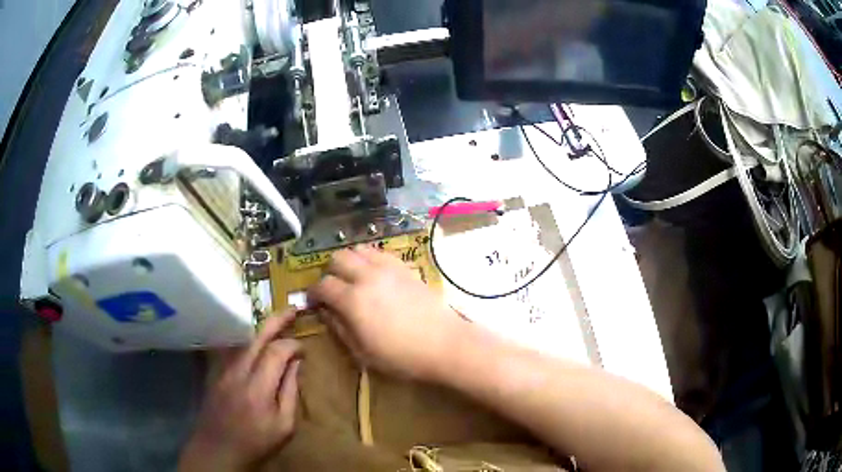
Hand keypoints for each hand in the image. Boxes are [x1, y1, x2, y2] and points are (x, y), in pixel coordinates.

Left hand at [179, 311, 301, 471]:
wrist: (218, 449)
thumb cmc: (256, 442)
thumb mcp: (284, 426)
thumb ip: (290, 393)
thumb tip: (296, 365)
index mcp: (258, 388)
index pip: (276, 352)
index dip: (293, 345)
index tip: (304, 349)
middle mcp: (238, 372)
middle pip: (257, 337)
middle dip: (276, 321)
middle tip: (293, 310)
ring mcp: (224, 370)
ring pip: (244, 341)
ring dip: (262, 329)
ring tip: (277, 321)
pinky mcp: (217, 373)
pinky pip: (235, 350)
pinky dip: (249, 341)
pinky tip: (256, 341)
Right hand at [308, 246, 464, 380]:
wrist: (445, 344)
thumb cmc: (402, 356)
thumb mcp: (363, 352)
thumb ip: (339, 328)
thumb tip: (325, 312)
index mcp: (353, 300)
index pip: (322, 285)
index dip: (313, 294)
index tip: (314, 304)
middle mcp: (367, 276)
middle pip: (337, 258)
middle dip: (329, 273)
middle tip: (333, 290)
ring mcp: (388, 268)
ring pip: (358, 249)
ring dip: (349, 262)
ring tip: (352, 280)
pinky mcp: (404, 267)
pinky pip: (379, 253)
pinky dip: (369, 259)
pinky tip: (374, 276)